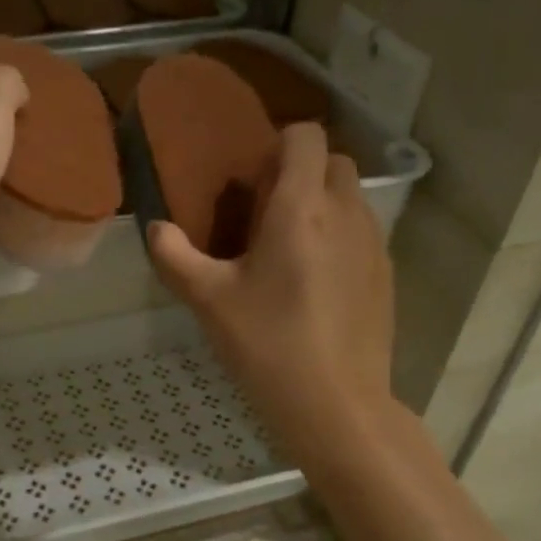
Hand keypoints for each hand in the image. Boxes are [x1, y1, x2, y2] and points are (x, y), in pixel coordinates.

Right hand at [149, 124, 393, 448]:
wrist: (336, 405)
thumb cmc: (268, 346)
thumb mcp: (209, 302)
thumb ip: (174, 257)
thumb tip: (155, 229)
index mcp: (301, 208)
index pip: (306, 136)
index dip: (278, 145)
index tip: (252, 182)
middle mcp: (346, 213)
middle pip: (333, 162)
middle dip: (302, 173)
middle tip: (266, 215)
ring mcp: (374, 243)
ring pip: (351, 198)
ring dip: (322, 205)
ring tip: (288, 252)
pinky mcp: (386, 274)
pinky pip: (363, 233)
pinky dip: (339, 238)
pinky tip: (315, 285)